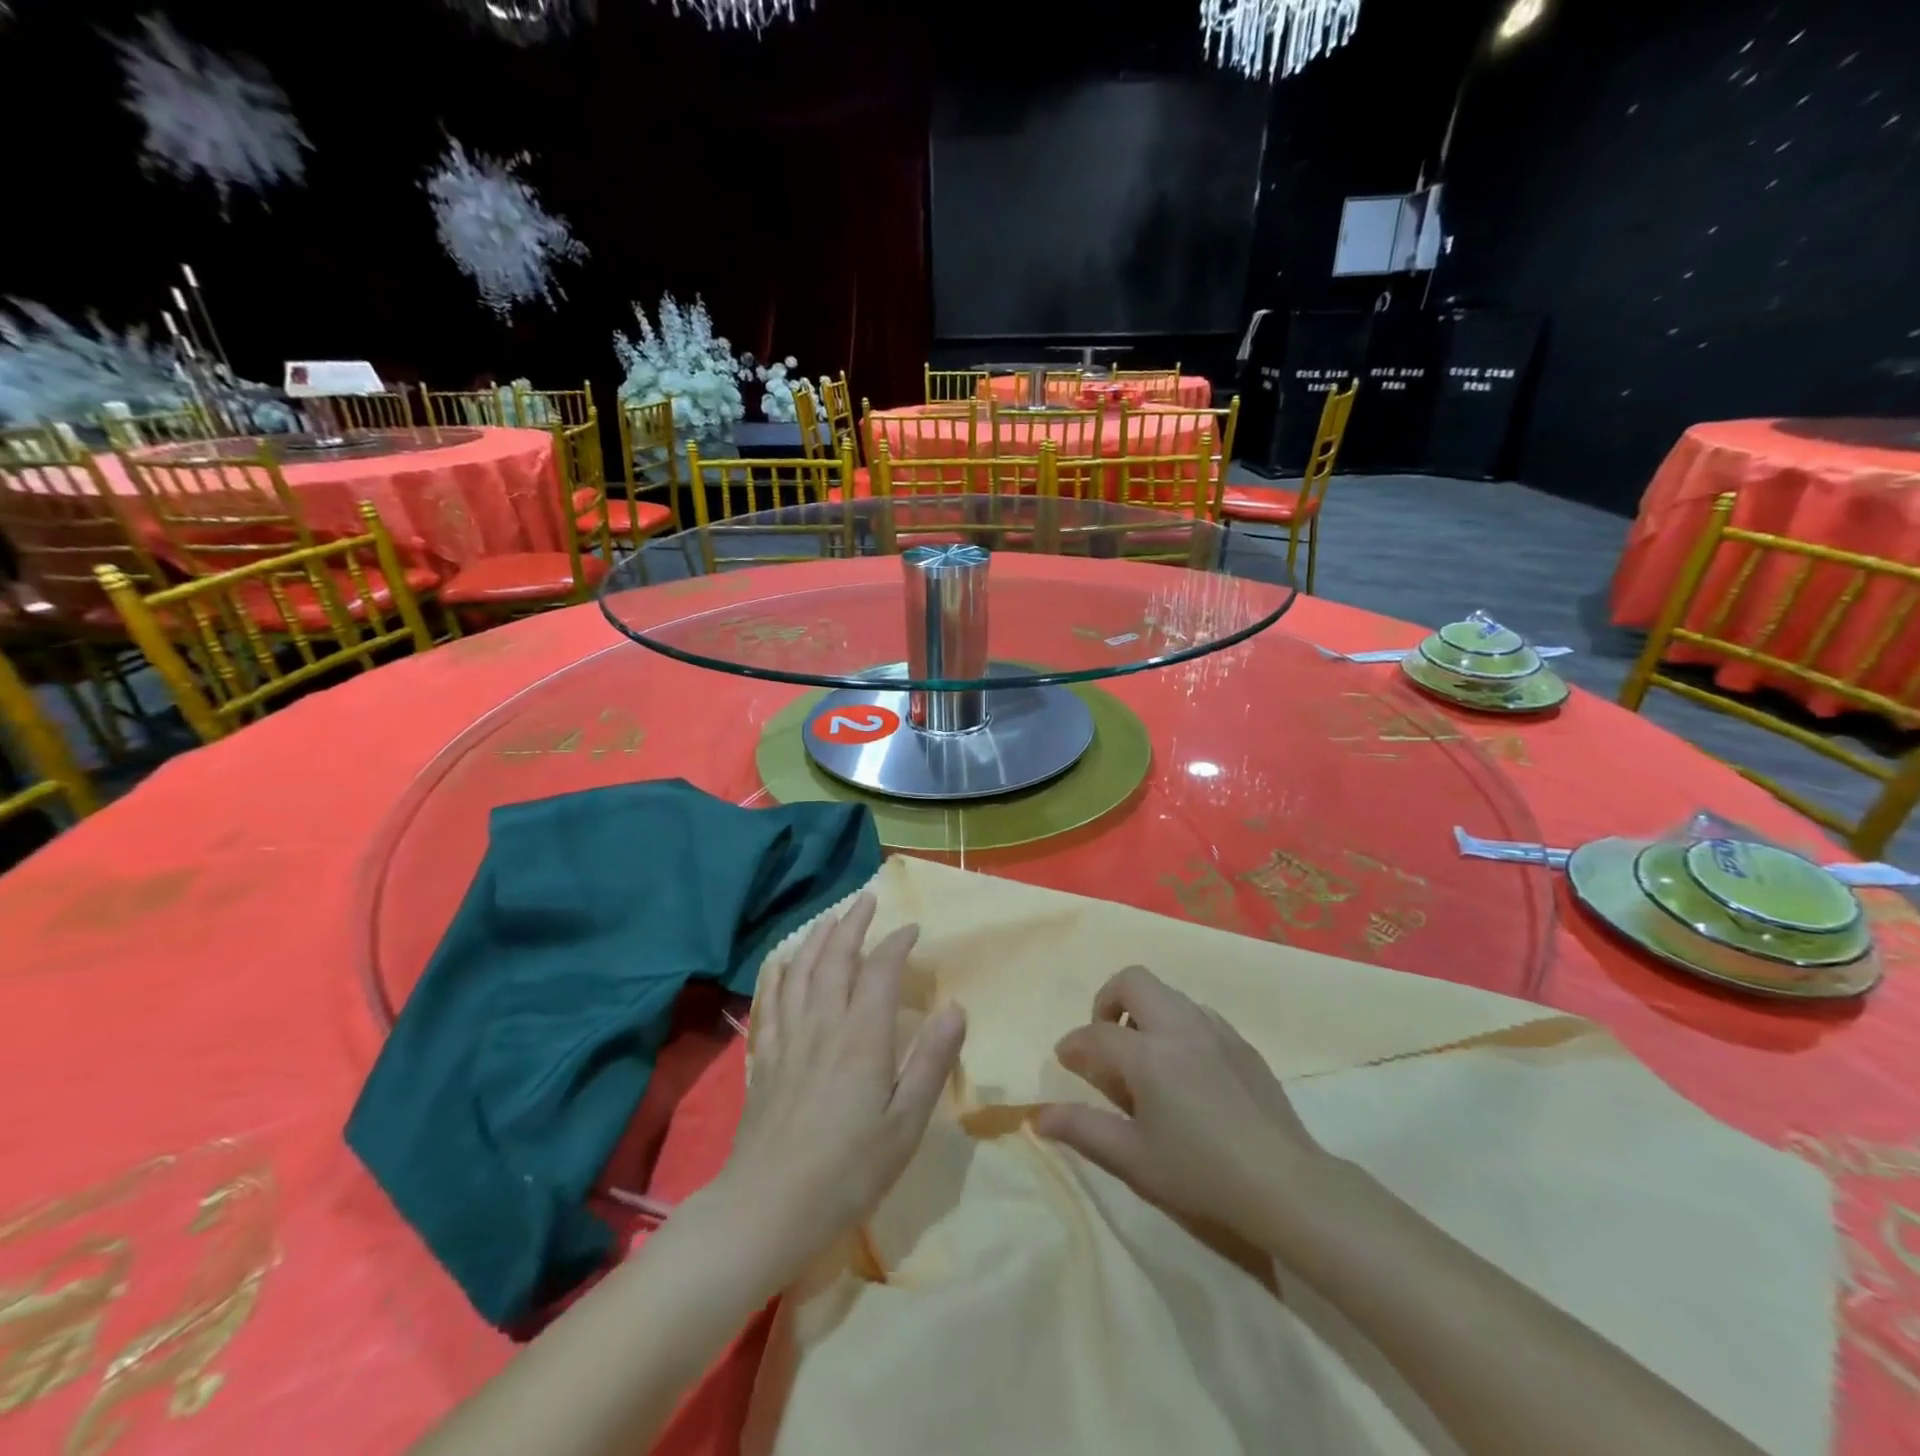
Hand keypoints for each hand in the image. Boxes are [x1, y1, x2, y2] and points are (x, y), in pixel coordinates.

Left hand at [717, 895, 965, 1281]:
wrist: (767, 1208)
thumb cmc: (848, 1172)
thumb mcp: (905, 1124)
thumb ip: (931, 1062)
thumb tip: (956, 1007)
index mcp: (862, 1037)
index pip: (880, 970)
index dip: (897, 943)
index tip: (913, 929)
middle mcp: (823, 1024)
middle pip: (836, 958)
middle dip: (853, 924)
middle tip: (867, 900)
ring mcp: (788, 1038)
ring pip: (801, 971)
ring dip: (817, 938)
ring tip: (830, 918)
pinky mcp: (763, 1057)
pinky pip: (770, 1000)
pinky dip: (779, 971)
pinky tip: (783, 961)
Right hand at [1036, 966, 1328, 1249]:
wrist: (1287, 1186)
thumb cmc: (1202, 1175)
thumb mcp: (1133, 1159)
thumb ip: (1083, 1129)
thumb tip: (1038, 1116)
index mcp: (1148, 1054)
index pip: (1096, 1033)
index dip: (1073, 1045)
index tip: (1066, 1060)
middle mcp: (1179, 1027)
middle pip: (1133, 981)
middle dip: (1108, 1000)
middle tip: (1106, 1040)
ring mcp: (1215, 1029)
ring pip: (1167, 993)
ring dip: (1144, 1010)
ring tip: (1144, 1056)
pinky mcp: (1241, 1042)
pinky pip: (1197, 1013)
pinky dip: (1176, 1024)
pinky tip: (1185, 1068)